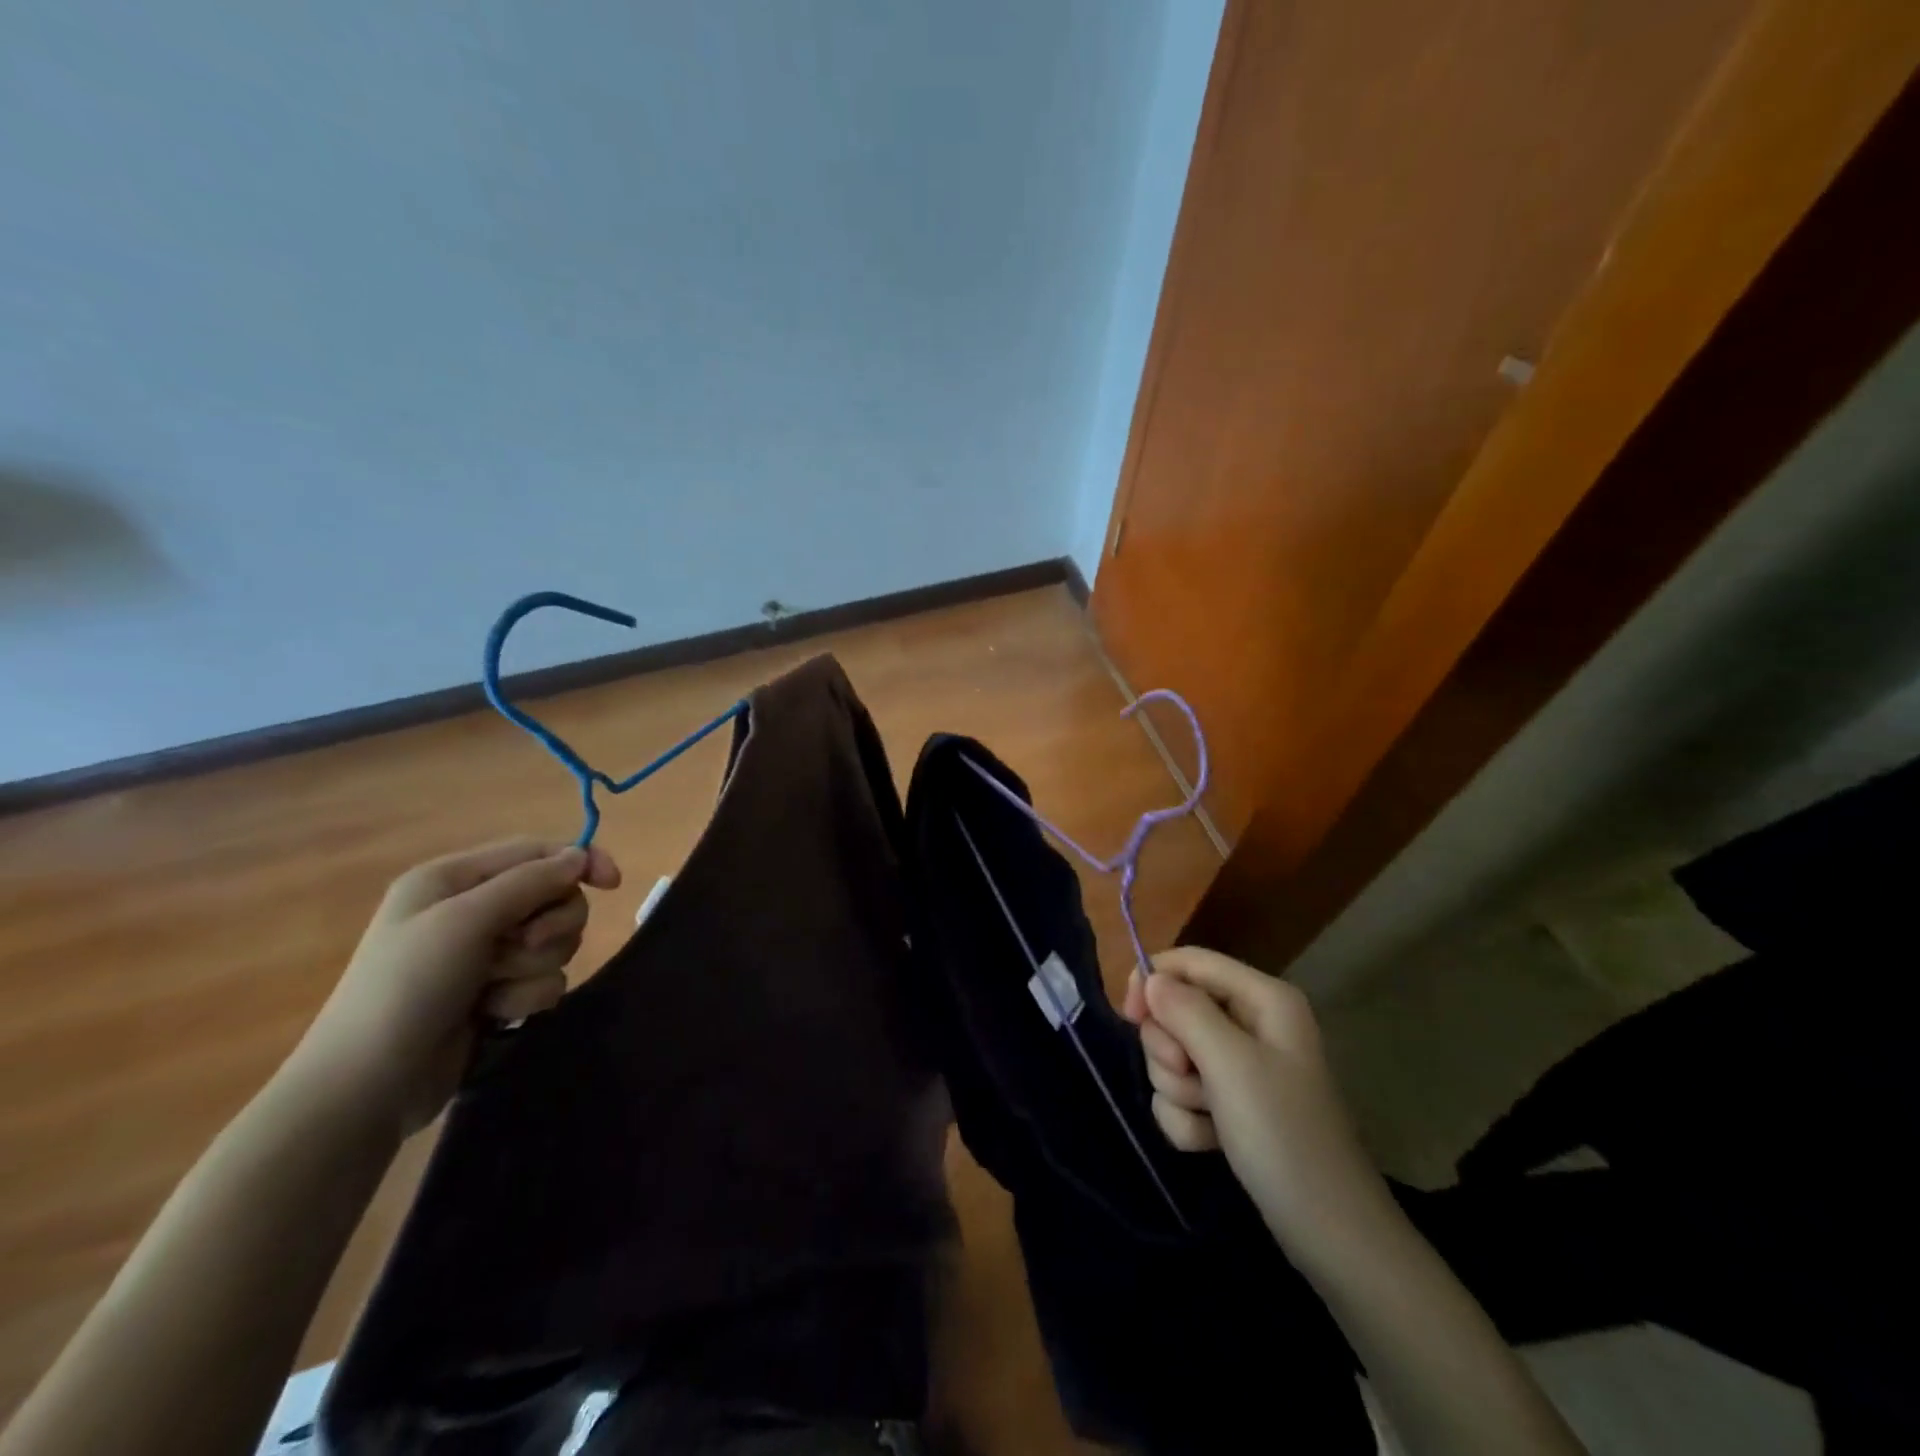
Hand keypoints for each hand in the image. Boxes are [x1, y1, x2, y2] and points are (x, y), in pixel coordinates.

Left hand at [290, 838, 620, 1132]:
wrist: (368, 1087)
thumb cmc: (407, 988)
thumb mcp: (466, 921)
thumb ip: (530, 882)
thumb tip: (580, 857)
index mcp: (454, 879)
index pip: (537, 852)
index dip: (580, 861)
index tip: (612, 884)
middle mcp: (471, 910)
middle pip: (554, 897)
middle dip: (549, 927)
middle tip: (519, 949)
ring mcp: (484, 954)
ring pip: (555, 942)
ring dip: (533, 968)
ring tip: (493, 991)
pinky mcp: (496, 992)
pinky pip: (545, 980)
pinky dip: (526, 998)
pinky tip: (492, 1016)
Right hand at [1123, 946, 1384, 1253]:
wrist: (1328, 1233)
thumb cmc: (1282, 1134)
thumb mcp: (1229, 1063)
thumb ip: (1185, 1011)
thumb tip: (1151, 978)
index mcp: (1262, 998)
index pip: (1190, 962)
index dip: (1153, 980)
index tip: (1127, 1016)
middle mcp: (1251, 1023)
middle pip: (1175, 1009)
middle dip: (1170, 1050)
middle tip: (1190, 1079)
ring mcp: (1240, 1067)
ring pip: (1173, 1055)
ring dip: (1177, 1090)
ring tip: (1209, 1118)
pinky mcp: (1230, 1105)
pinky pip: (1182, 1093)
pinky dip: (1186, 1118)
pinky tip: (1210, 1142)